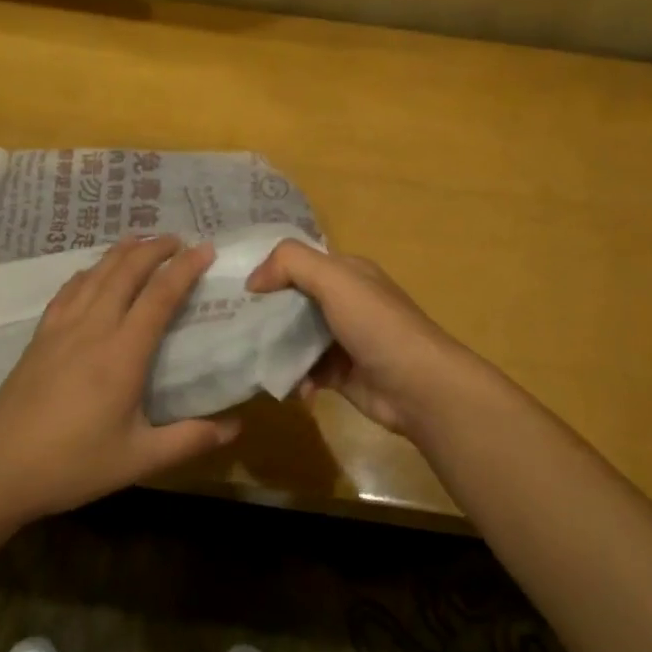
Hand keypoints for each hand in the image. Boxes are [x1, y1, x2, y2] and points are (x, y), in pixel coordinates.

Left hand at [0, 234, 239, 523]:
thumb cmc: (73, 464)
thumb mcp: (139, 459)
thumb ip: (190, 440)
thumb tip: (237, 428)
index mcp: (122, 354)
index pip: (160, 297)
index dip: (185, 268)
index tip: (205, 248)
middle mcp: (93, 329)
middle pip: (125, 273)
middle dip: (154, 249)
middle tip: (177, 238)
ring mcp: (61, 329)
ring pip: (95, 275)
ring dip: (121, 252)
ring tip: (140, 240)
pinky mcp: (39, 337)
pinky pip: (68, 290)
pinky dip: (88, 271)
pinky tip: (92, 272)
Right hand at [245, 241, 486, 438]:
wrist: (418, 387)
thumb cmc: (376, 325)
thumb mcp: (335, 279)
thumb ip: (291, 264)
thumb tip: (253, 280)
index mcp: (347, 274)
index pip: (299, 264)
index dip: (269, 273)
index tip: (235, 290)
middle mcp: (345, 302)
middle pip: (293, 302)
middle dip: (265, 315)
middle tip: (232, 327)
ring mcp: (343, 340)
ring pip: (296, 339)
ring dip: (277, 351)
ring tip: (253, 361)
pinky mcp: (341, 374)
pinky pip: (306, 372)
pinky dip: (295, 379)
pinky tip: (293, 388)